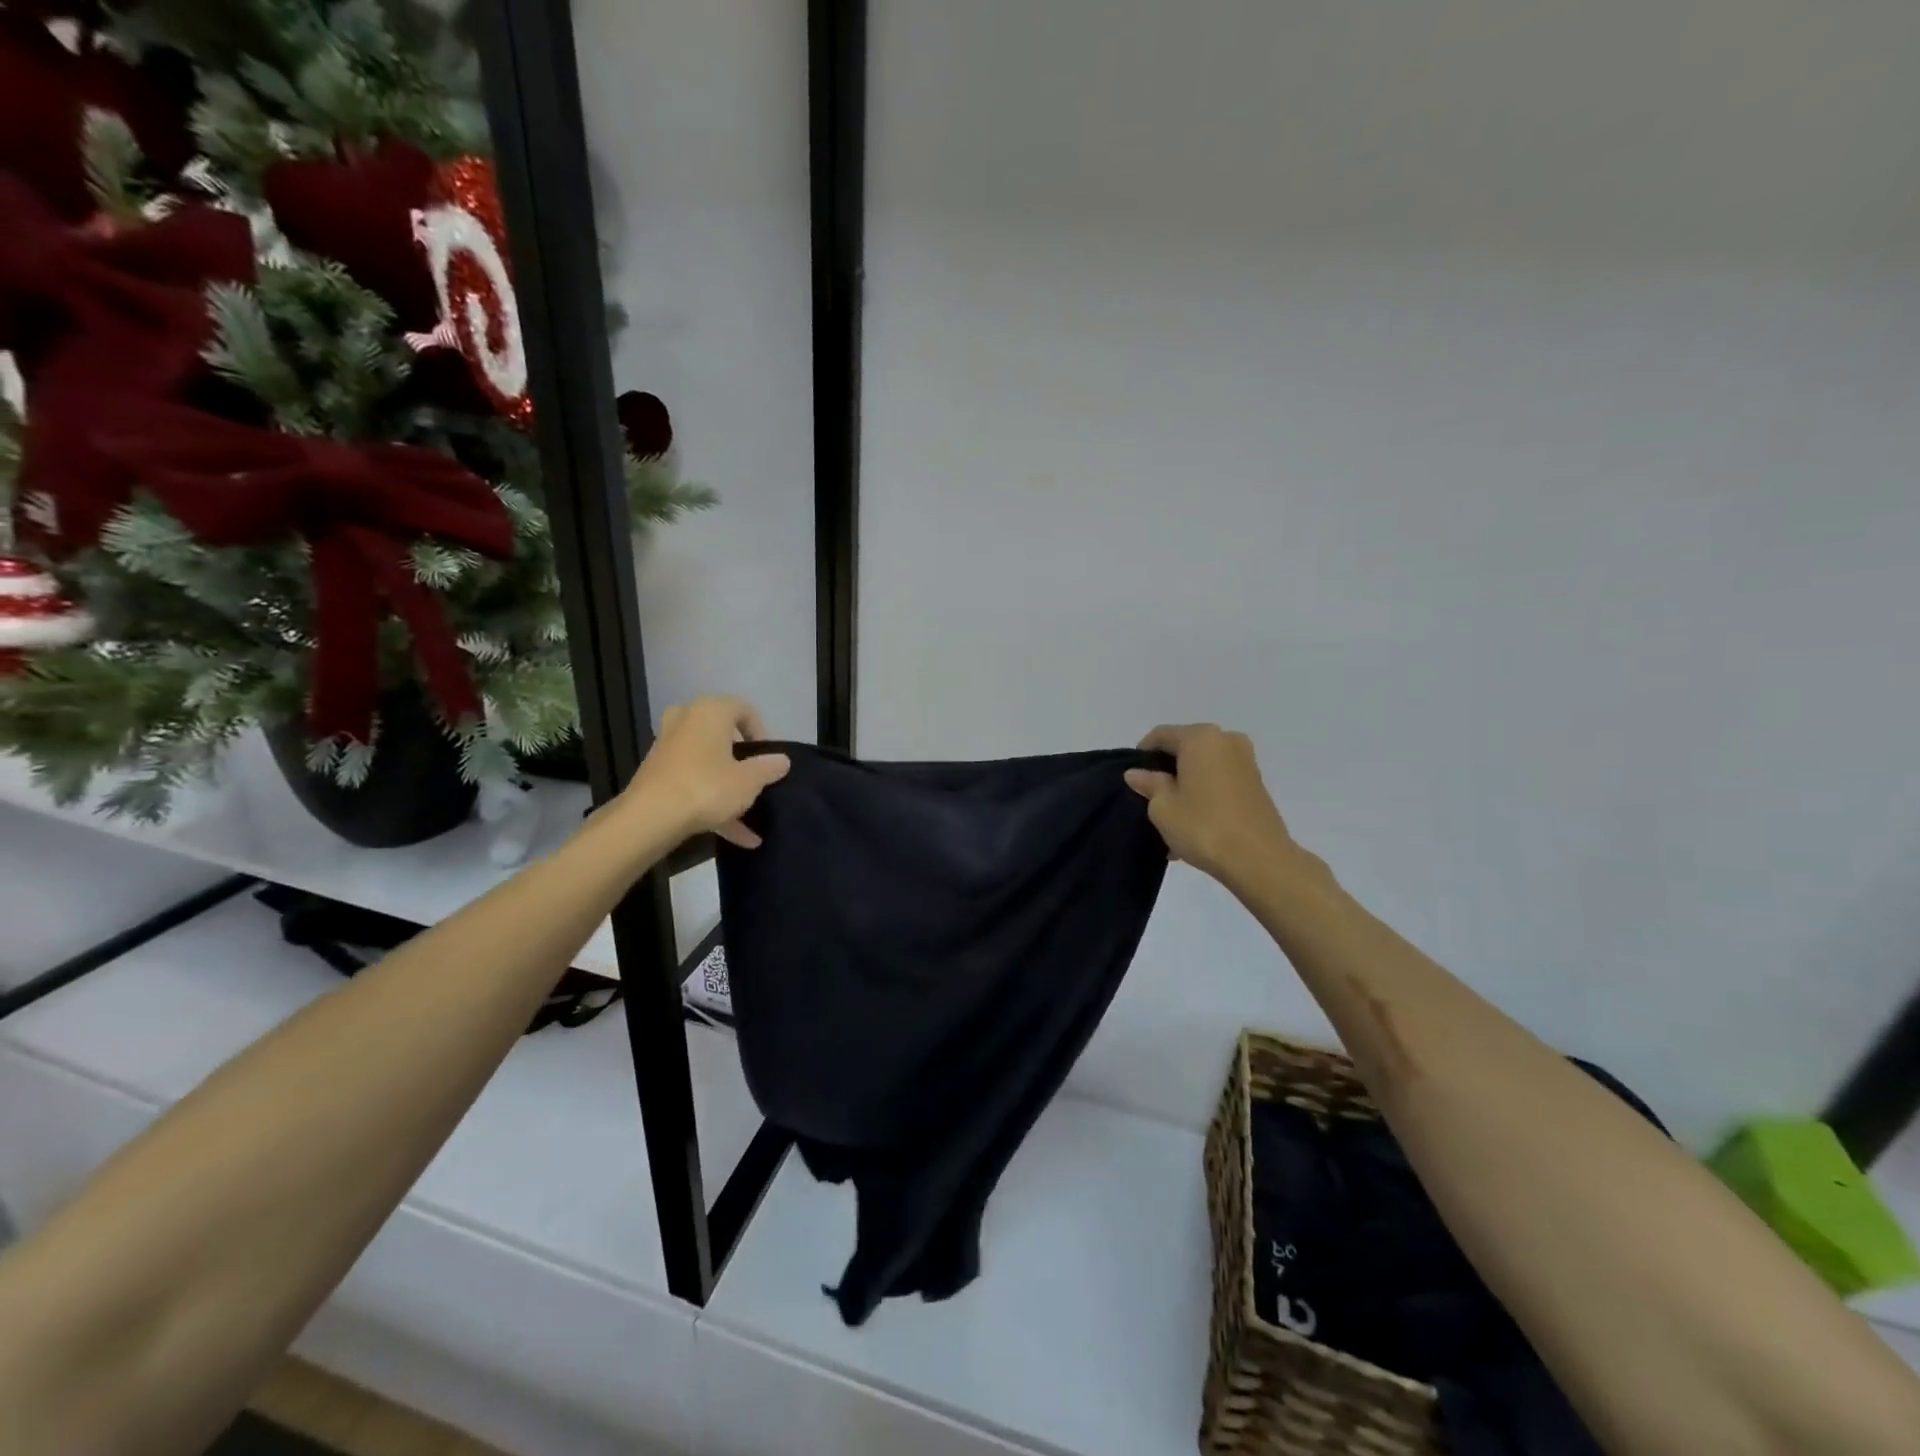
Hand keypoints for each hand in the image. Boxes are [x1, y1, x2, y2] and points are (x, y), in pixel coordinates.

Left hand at [623, 696, 790, 848]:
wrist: (650, 817)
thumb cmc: (707, 787)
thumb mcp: (748, 781)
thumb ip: (768, 768)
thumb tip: (782, 760)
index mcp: (711, 711)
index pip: (744, 710)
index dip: (762, 733)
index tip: (769, 758)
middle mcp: (686, 720)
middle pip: (722, 734)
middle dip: (740, 757)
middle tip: (754, 776)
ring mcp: (668, 746)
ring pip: (707, 762)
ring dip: (727, 786)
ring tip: (748, 816)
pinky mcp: (657, 773)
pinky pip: (692, 781)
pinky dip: (711, 801)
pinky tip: (734, 834)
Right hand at [1124, 724, 1295, 885]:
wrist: (1259, 860)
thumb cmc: (1204, 826)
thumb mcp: (1163, 807)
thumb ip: (1149, 784)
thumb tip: (1137, 773)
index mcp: (1201, 738)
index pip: (1161, 735)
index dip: (1142, 754)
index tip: (1133, 778)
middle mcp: (1226, 740)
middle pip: (1185, 749)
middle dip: (1166, 772)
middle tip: (1150, 799)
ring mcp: (1246, 762)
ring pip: (1203, 768)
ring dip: (1185, 786)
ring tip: (1172, 818)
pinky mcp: (1256, 784)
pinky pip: (1220, 781)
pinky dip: (1204, 795)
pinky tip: (1193, 824)